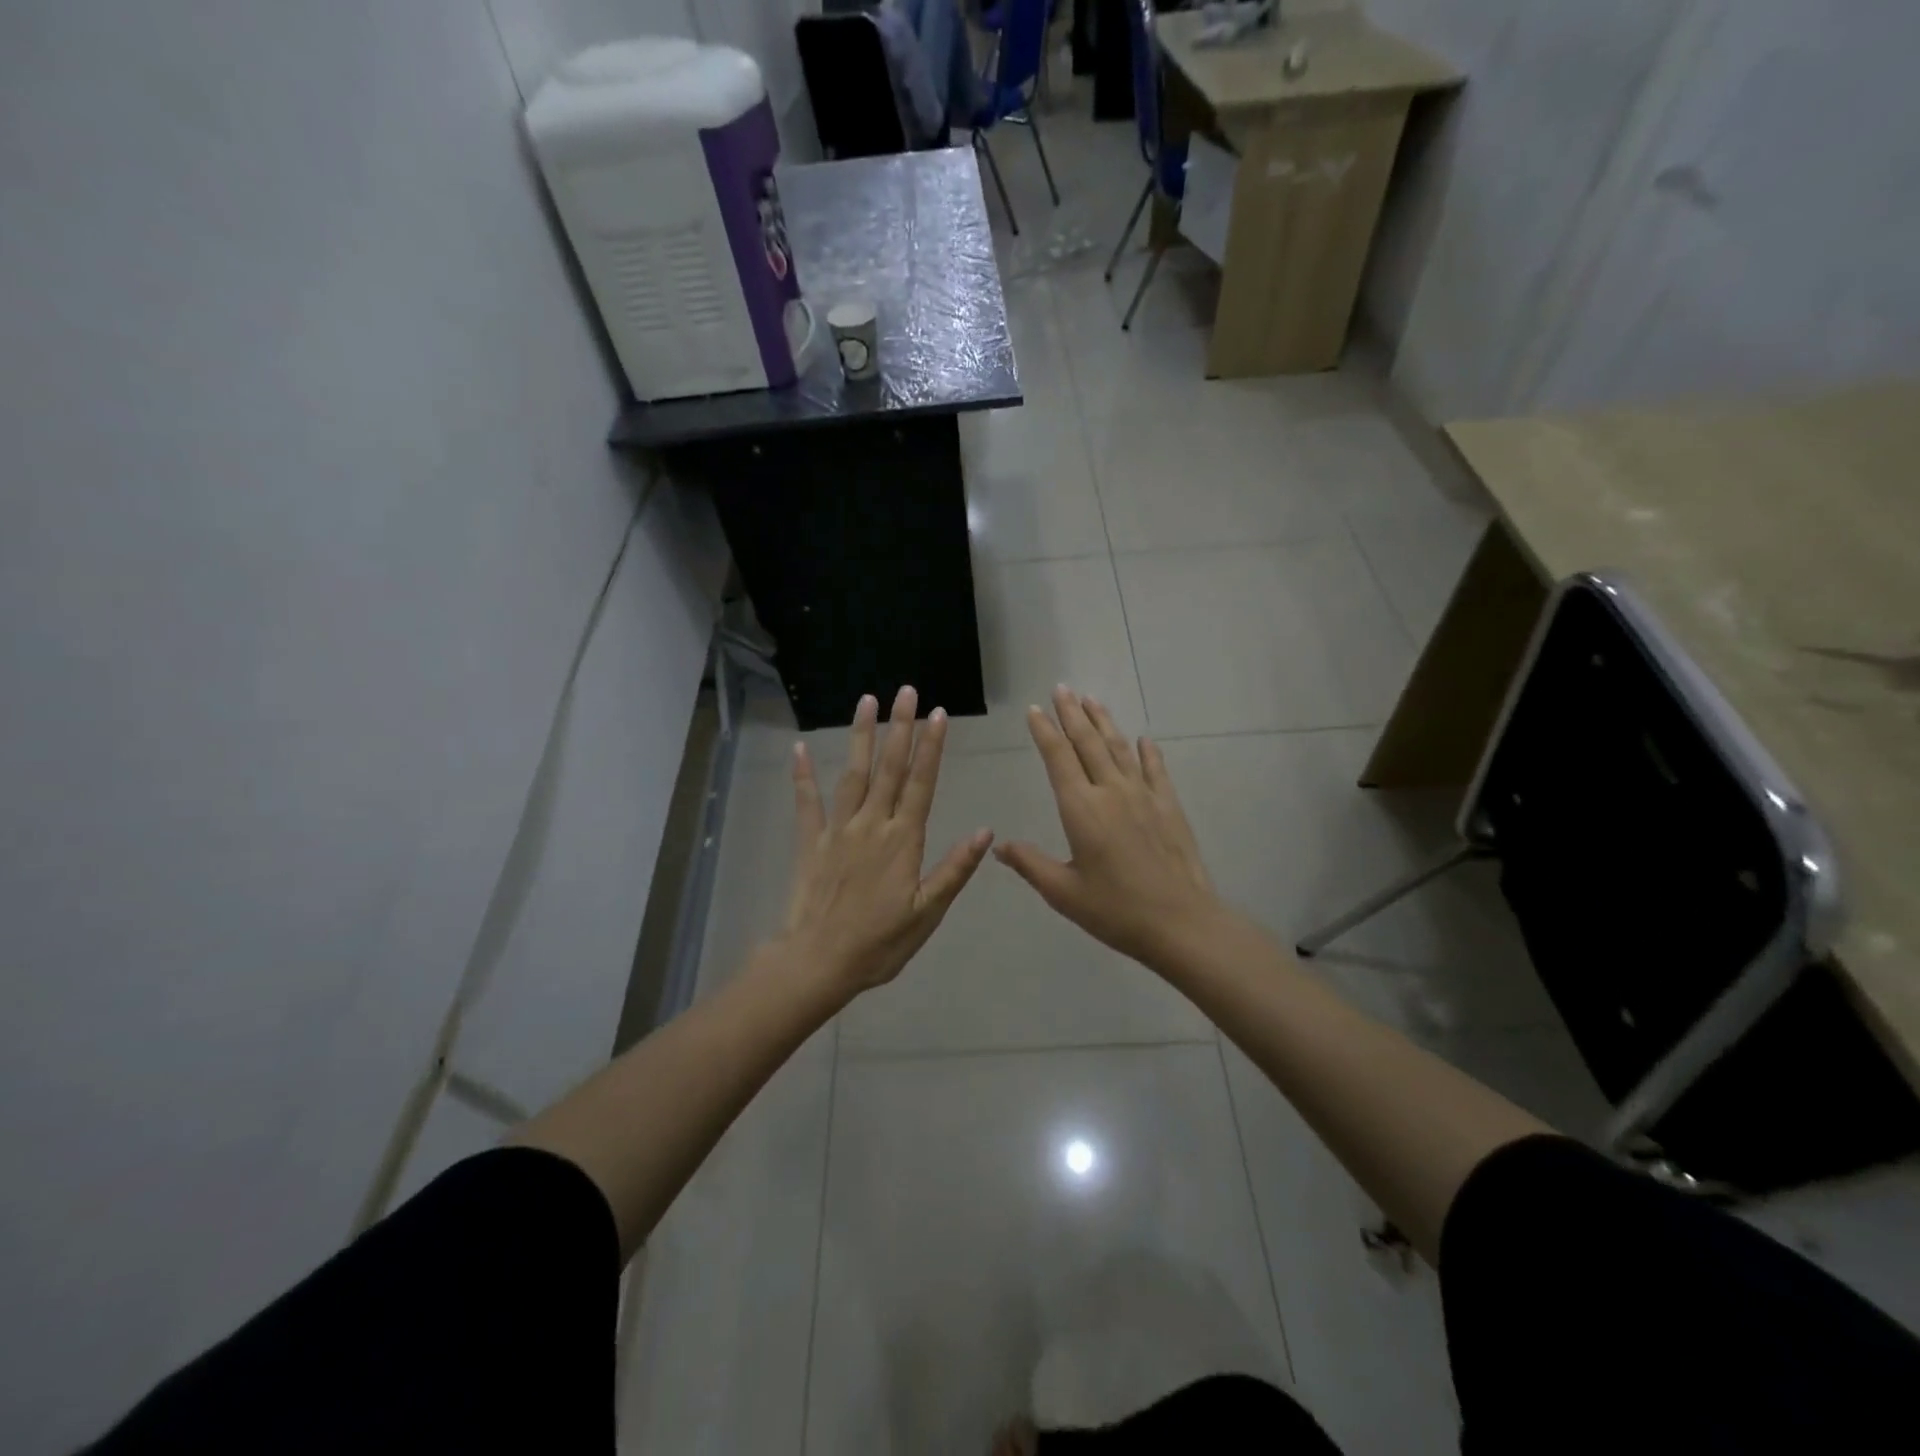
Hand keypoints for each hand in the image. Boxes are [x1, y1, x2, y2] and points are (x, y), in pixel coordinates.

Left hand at [779, 686, 993, 996]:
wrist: (818, 962)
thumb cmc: (879, 943)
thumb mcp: (927, 913)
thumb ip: (954, 870)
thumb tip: (985, 832)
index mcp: (903, 840)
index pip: (922, 784)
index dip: (931, 747)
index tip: (938, 714)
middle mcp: (872, 825)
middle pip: (890, 768)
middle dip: (900, 727)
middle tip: (905, 691)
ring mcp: (838, 830)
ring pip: (853, 774)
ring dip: (861, 736)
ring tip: (867, 701)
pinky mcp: (811, 841)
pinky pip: (807, 802)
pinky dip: (803, 775)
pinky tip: (800, 748)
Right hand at [995, 687, 1223, 973]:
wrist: (1181, 923)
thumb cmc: (1115, 910)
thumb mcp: (1063, 892)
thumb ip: (1030, 864)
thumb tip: (998, 846)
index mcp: (1081, 809)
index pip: (1058, 758)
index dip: (1045, 731)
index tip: (1035, 709)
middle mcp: (1111, 792)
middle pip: (1088, 743)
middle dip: (1072, 714)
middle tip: (1062, 688)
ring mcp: (1144, 796)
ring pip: (1120, 748)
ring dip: (1104, 722)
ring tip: (1092, 699)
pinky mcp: (1169, 807)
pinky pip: (1155, 770)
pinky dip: (1148, 752)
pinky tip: (1144, 739)